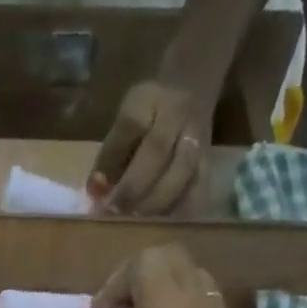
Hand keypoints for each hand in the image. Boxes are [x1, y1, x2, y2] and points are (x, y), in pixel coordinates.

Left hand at [87, 81, 211, 214]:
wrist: (192, 88)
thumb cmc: (148, 113)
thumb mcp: (124, 121)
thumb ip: (110, 154)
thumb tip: (96, 193)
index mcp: (148, 99)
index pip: (130, 126)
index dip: (111, 161)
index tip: (96, 191)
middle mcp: (178, 114)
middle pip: (158, 151)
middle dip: (133, 187)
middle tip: (116, 210)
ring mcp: (198, 136)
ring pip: (182, 172)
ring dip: (155, 202)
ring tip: (137, 217)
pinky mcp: (210, 159)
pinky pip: (198, 188)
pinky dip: (178, 208)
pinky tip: (161, 220)